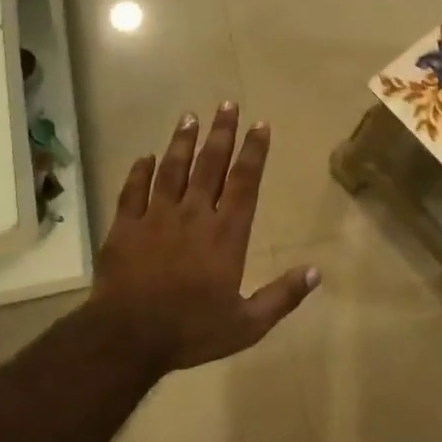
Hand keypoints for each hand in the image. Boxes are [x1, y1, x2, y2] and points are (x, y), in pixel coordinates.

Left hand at [89, 104, 317, 375]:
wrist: (128, 337)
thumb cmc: (191, 330)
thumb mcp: (246, 324)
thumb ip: (281, 297)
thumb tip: (316, 272)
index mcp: (226, 234)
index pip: (244, 182)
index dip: (254, 152)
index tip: (260, 124)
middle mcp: (194, 215)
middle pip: (210, 165)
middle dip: (221, 133)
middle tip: (226, 104)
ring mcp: (156, 218)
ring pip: (171, 170)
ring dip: (182, 142)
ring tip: (189, 116)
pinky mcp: (125, 227)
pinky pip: (132, 192)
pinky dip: (138, 172)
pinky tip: (144, 157)